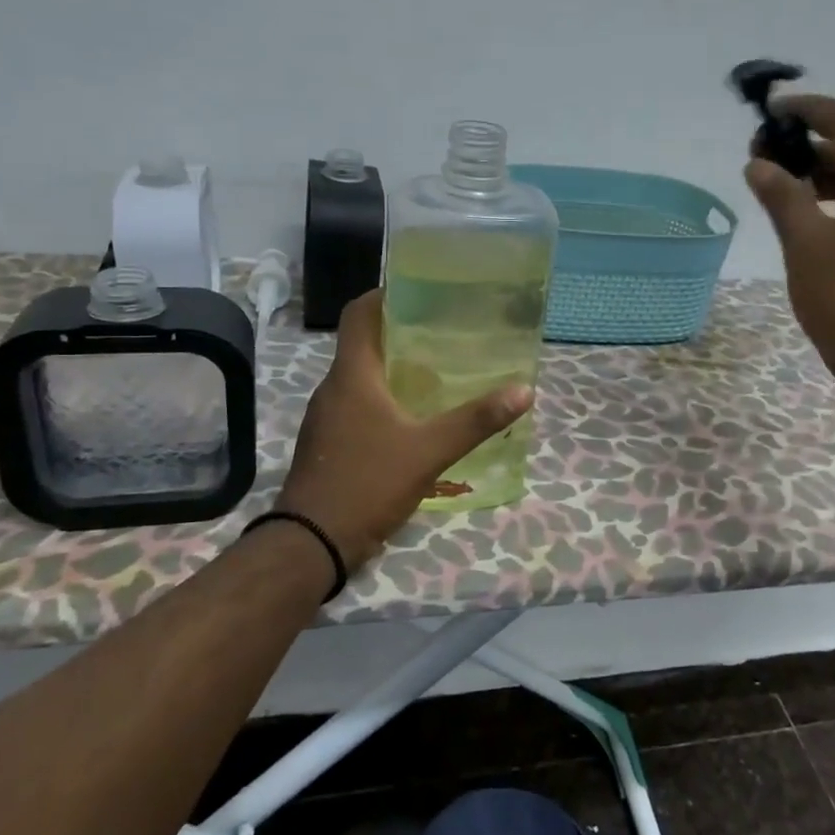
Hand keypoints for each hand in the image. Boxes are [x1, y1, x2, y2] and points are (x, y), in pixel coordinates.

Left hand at [275, 290, 532, 568]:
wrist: (311, 543)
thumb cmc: (367, 484)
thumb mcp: (429, 451)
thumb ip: (475, 421)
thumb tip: (523, 390)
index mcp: (352, 375)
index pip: (360, 314)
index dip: (386, 294)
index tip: (421, 291)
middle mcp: (334, 387)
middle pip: (365, 343)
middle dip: (402, 333)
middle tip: (446, 333)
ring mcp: (327, 417)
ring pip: (362, 377)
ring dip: (394, 368)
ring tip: (438, 371)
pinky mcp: (328, 442)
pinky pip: (358, 404)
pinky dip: (384, 399)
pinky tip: (414, 417)